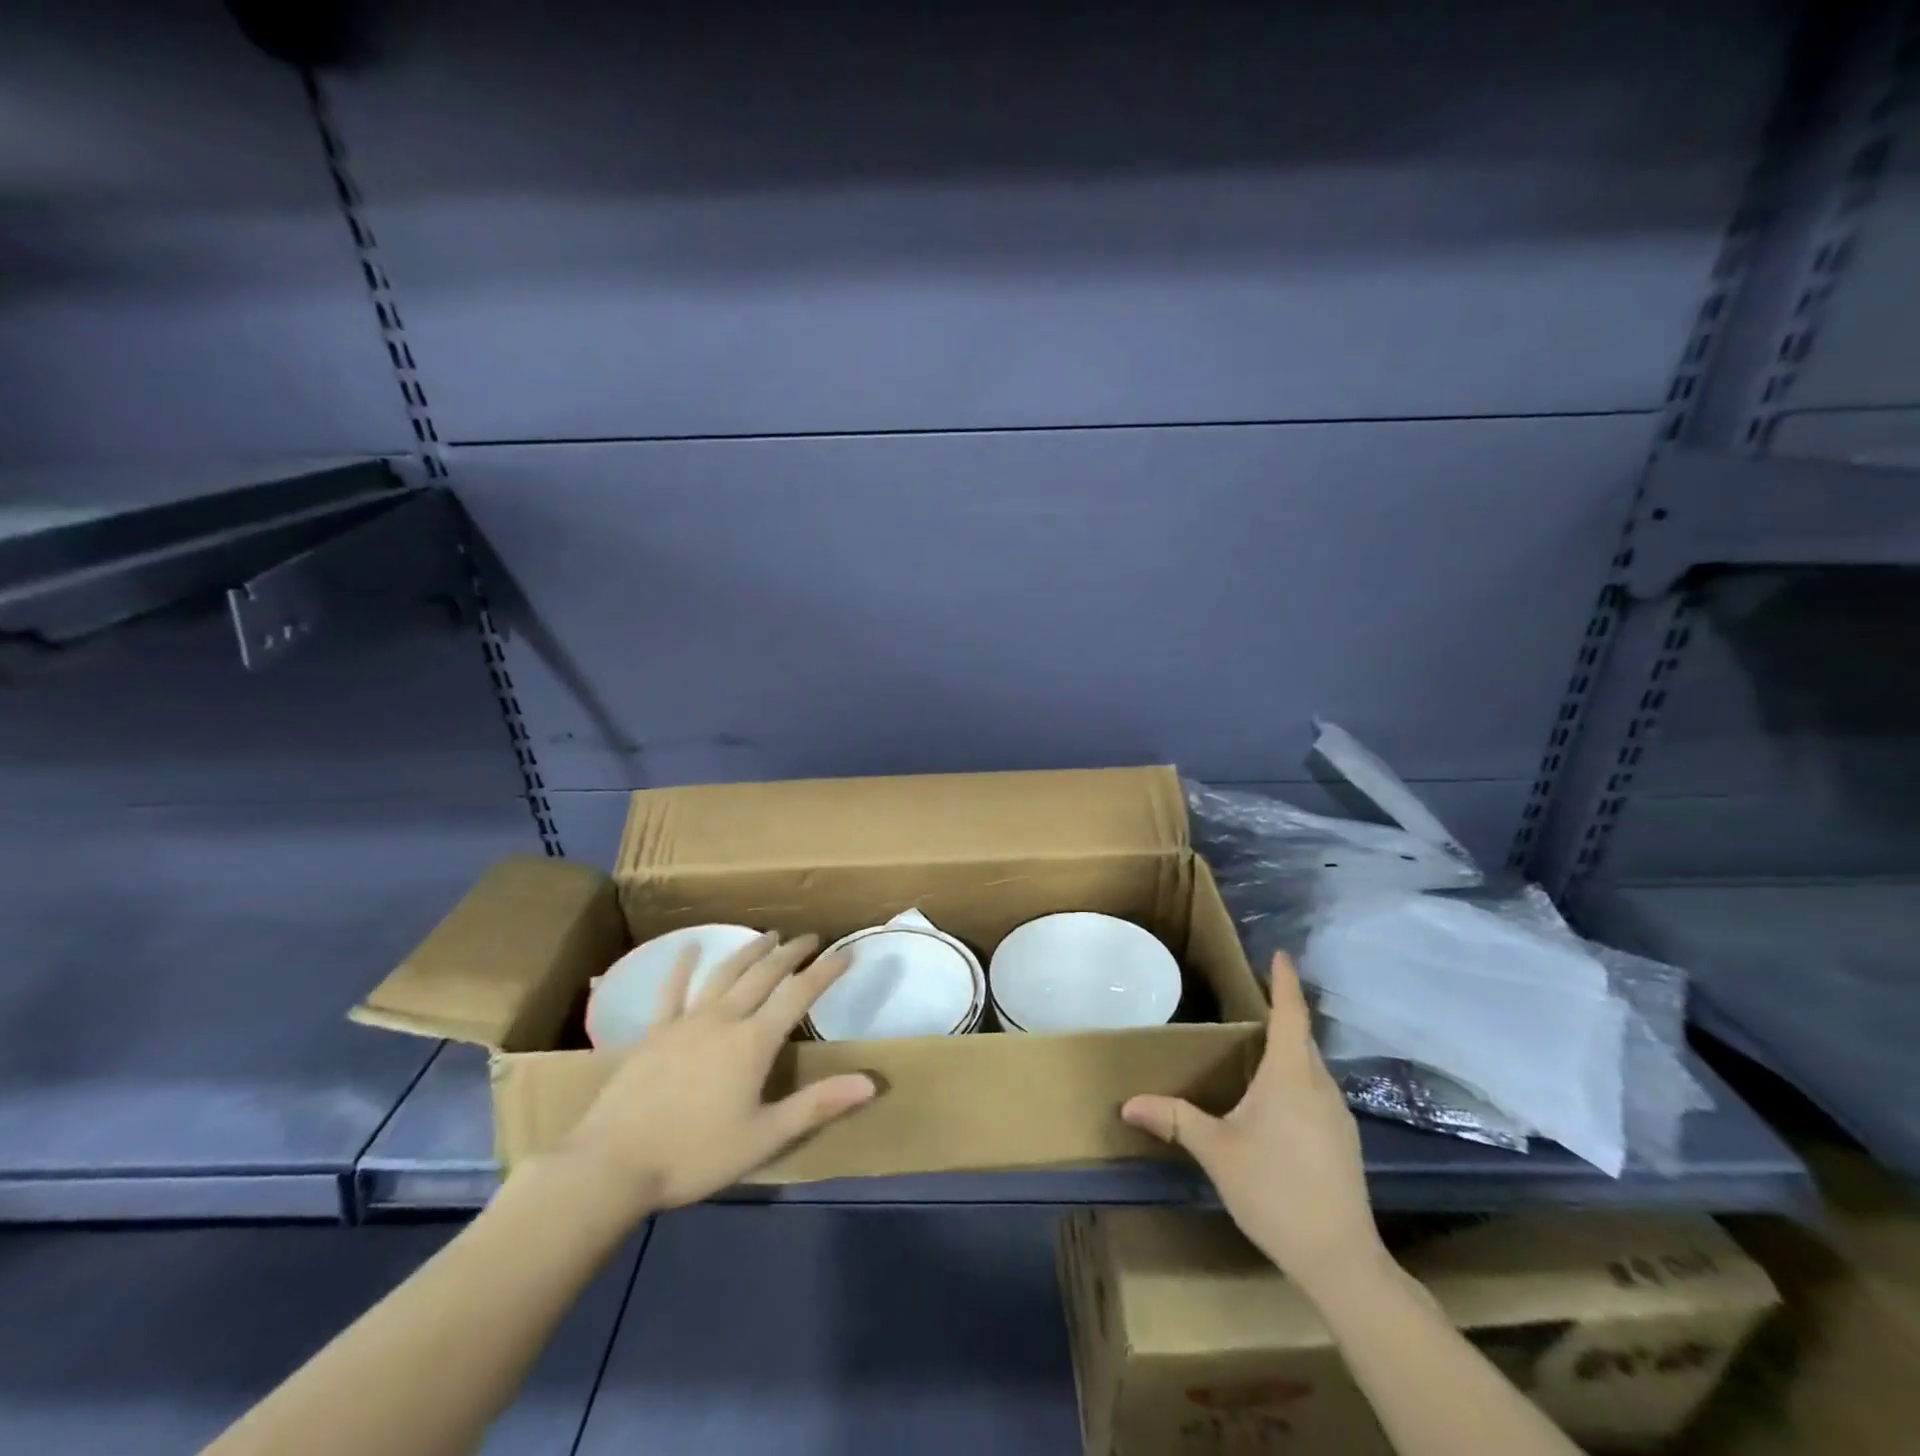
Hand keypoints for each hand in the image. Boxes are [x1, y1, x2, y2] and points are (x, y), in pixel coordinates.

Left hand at [558, 932, 877, 1216]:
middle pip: (764, 975)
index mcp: (753, 1042)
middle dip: (791, 953)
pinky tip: (689, 948)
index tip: (847, 952)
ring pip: (725, 974)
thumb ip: (817, 1104)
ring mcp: (685, 1022)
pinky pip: (671, 991)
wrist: (611, 1166)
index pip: (799, 995)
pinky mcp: (654, 1032)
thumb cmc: (694, 1155)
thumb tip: (871, 1081)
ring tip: (769, 935)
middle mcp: (724, 1019)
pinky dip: (682, 967)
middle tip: (810, 937)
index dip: (826, 971)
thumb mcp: (764, 1137)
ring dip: (750, 951)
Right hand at [1122, 951, 1385, 1295]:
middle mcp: (1319, 1086)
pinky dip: (1298, 1078)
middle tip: (1255, 997)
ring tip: (1260, 1045)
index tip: (1280, 954)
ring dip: (1291, 1048)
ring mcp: (1339, 1115)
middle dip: (1284, 1012)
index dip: (1285, 982)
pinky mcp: (1345, 1141)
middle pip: (1302, 1038)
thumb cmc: (1275, 1191)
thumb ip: (1175, 1119)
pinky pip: (1318, 1091)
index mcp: (1290, 1076)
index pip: (1291, 1015)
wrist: (1341, 1260)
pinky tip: (1279, 1101)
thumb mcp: (1217, 1151)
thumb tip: (1128, 1103)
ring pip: (1312, 1067)